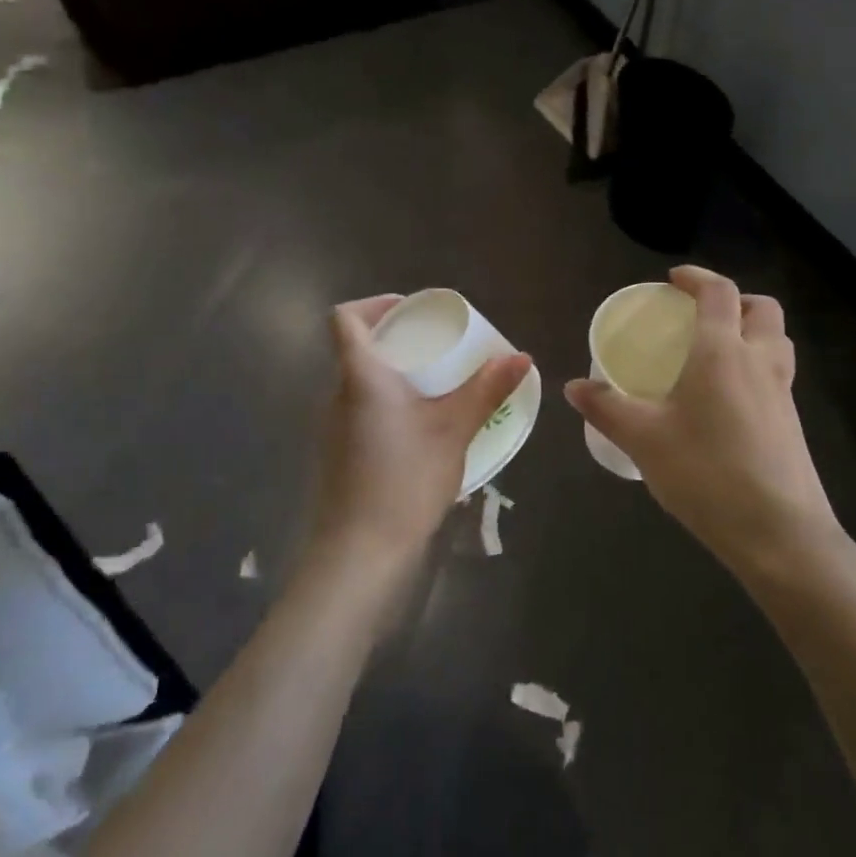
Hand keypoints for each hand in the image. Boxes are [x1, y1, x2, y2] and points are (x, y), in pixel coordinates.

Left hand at [310, 295, 532, 566]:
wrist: (360, 551)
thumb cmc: (405, 479)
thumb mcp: (454, 430)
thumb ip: (486, 390)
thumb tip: (522, 356)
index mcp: (361, 376)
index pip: (344, 319)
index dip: (373, 305)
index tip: (410, 311)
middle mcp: (338, 395)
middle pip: (358, 350)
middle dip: (397, 342)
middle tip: (439, 348)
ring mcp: (333, 428)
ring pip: (362, 385)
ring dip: (396, 377)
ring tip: (438, 387)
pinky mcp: (340, 456)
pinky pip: (364, 413)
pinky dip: (390, 407)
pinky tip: (422, 430)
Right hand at [565, 267, 840, 576]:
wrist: (779, 534)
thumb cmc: (706, 473)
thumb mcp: (644, 440)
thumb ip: (607, 408)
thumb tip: (573, 386)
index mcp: (723, 352)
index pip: (718, 292)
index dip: (697, 278)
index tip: (673, 280)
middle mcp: (759, 361)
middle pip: (761, 309)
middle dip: (735, 300)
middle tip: (702, 315)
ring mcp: (783, 393)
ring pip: (776, 341)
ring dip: (751, 331)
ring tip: (716, 353)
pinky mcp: (792, 424)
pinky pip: (777, 375)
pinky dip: (756, 367)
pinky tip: (727, 402)